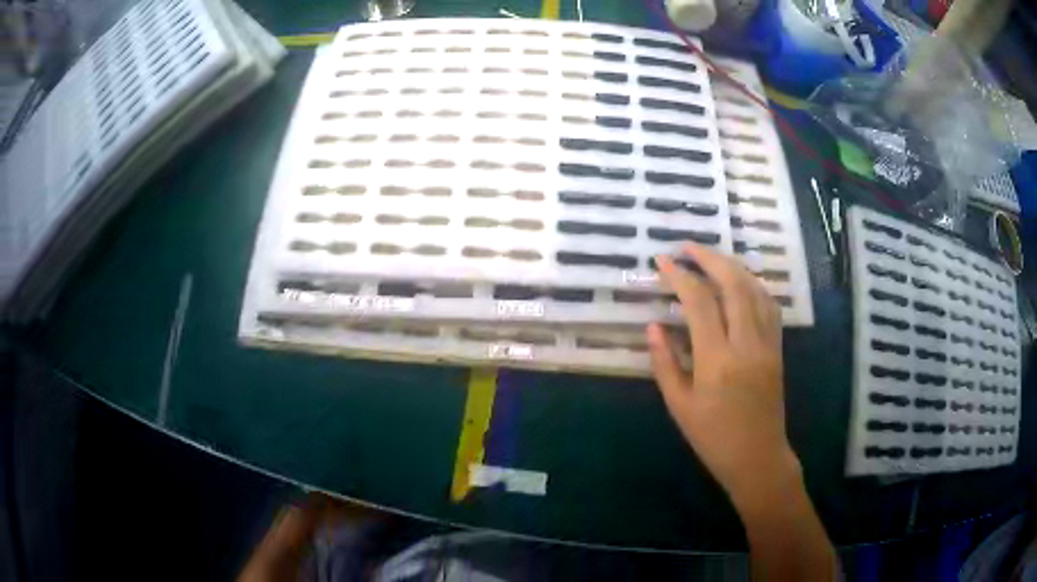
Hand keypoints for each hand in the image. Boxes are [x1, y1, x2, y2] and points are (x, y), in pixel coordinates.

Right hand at [647, 244, 797, 501]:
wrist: (757, 457)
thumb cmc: (713, 438)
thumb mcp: (679, 406)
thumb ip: (665, 363)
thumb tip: (653, 326)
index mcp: (717, 362)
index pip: (700, 303)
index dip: (680, 276)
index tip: (662, 261)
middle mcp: (747, 345)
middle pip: (734, 284)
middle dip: (709, 258)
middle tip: (687, 247)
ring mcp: (767, 344)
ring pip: (755, 290)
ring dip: (733, 266)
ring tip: (711, 258)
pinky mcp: (778, 348)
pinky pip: (769, 305)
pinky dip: (752, 285)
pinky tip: (740, 282)